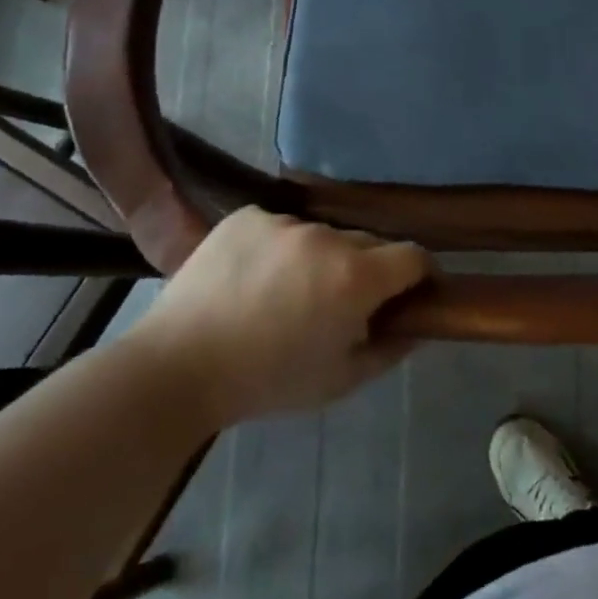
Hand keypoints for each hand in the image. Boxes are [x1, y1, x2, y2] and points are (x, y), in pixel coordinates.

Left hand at [132, 206, 429, 426]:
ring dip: (322, 258)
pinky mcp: (247, 217)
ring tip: (289, 292)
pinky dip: (281, 248)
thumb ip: (391, 349)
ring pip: (324, 235)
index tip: (412, 294)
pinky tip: (255, 278)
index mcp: (356, 277)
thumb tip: (418, 325)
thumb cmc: (267, 382)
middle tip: (343, 303)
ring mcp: (284, 222)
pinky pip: (281, 227)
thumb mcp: (341, 380)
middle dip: (370, 270)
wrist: (177, 368)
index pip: (414, 256)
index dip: (420, 274)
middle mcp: (327, 238)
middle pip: (370, 243)